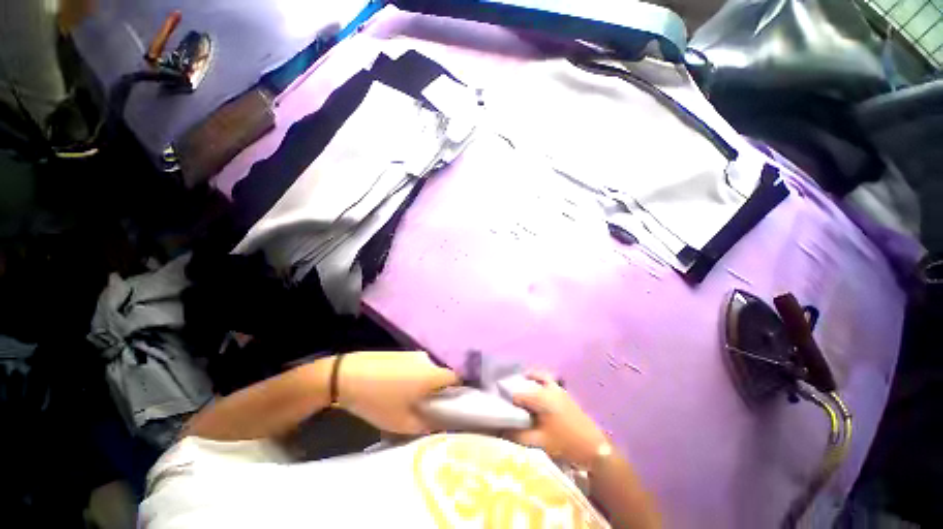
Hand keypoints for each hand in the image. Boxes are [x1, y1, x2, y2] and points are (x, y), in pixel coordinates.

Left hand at [337, 351, 459, 434]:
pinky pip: (416, 367)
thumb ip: (426, 426)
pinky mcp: (402, 353)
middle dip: (439, 392)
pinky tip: (398, 389)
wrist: (346, 376)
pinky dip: (414, 377)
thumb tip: (442, 427)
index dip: (459, 393)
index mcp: (433, 373)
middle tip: (429, 408)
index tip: (452, 407)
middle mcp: (428, 359)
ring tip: (411, 400)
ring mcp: (414, 354)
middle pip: (442, 375)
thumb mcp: (401, 422)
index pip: (457, 378)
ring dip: (425, 384)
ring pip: (428, 371)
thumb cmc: (377, 400)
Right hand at [509, 372, 608, 466]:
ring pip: (541, 377)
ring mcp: (560, 390)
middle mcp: (549, 388)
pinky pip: (550, 382)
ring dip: (532, 379)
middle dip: (520, 384)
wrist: (594, 448)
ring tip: (524, 387)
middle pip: (530, 379)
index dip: (510, 401)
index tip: (504, 407)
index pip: (518, 394)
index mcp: (541, 398)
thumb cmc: (565, 444)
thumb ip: (519, 435)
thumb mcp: (540, 442)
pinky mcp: (566, 395)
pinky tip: (540, 395)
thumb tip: (503, 429)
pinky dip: (542, 382)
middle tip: (512, 395)